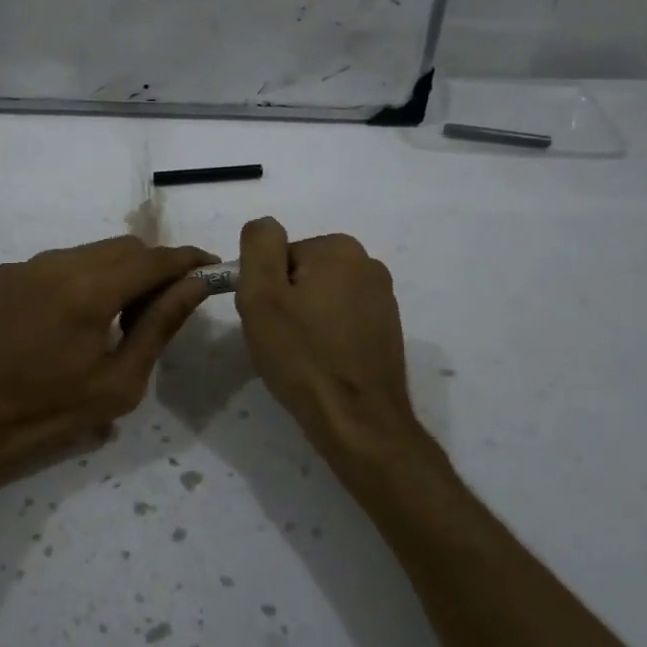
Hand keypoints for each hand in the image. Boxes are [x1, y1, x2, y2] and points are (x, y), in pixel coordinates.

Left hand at [0, 237, 214, 494]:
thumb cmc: (48, 412)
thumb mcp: (119, 382)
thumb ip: (160, 326)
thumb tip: (194, 286)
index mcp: (90, 291)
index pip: (154, 259)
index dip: (187, 260)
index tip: (210, 268)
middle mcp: (58, 263)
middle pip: (125, 247)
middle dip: (152, 268)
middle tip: (159, 308)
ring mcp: (26, 264)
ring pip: (91, 252)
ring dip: (116, 272)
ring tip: (114, 318)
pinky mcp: (4, 273)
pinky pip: (58, 263)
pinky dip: (80, 278)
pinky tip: (71, 319)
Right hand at [235, 218, 427, 480]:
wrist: (357, 420)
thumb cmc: (302, 356)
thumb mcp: (261, 294)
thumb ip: (259, 245)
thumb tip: (265, 226)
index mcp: (339, 249)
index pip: (278, 256)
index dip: (264, 288)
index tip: (268, 319)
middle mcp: (368, 264)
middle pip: (301, 273)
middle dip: (285, 301)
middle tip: (280, 339)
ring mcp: (383, 297)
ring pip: (321, 297)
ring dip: (305, 319)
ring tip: (301, 356)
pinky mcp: (387, 328)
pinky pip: (341, 319)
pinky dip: (327, 335)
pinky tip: (323, 363)